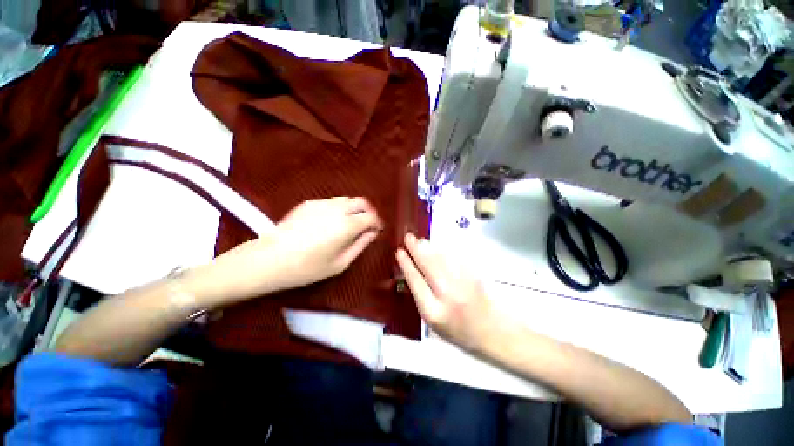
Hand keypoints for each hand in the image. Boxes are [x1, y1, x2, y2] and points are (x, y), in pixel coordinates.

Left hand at [269, 197, 382, 287]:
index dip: (377, 223)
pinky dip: (340, 208)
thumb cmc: (308, 267)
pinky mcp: (309, 203)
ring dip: (354, 209)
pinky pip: (332, 202)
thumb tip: (372, 233)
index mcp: (347, 225)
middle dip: (369, 212)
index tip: (376, 230)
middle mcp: (337, 209)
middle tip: (367, 225)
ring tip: (350, 223)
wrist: (269, 259)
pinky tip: (331, 222)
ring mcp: (322, 203)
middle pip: (361, 202)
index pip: (371, 216)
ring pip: (347, 200)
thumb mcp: (340, 263)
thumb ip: (360, 245)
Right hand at [395, 233, 508, 352]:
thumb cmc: (459, 331)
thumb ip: (422, 299)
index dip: (406, 264)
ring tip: (420, 240)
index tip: (399, 252)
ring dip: (429, 247)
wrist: (492, 331)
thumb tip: (412, 273)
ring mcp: (462, 284)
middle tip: (408, 237)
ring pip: (441, 259)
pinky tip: (438, 246)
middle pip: (428, 266)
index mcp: (433, 311)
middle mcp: (447, 296)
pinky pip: (455, 258)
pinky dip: (444, 250)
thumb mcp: (433, 324)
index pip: (415, 281)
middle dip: (416, 249)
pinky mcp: (474, 276)